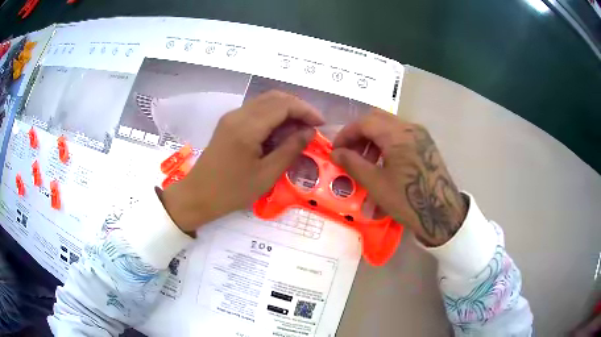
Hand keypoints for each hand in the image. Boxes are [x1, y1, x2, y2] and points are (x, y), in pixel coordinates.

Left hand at [161, 91, 323, 232]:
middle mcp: (239, 114)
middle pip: (274, 97)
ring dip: (285, 110)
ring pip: (265, 101)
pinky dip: (272, 115)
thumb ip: (290, 149)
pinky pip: (255, 110)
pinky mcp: (228, 123)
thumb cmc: (232, 191)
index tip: (321, 124)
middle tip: (312, 125)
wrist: (198, 195)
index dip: (306, 110)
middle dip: (297, 107)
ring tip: (299, 128)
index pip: (283, 105)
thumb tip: (309, 132)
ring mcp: (231, 117)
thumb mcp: (267, 174)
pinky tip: (280, 131)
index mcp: (248, 127)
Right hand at [331, 110, 466, 246]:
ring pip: (389, 127)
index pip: (365, 122)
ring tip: (364, 162)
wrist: (442, 214)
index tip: (336, 150)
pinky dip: (386, 145)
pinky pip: (401, 137)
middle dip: (359, 135)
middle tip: (348, 153)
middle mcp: (410, 128)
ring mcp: (420, 135)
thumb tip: (335, 153)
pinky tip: (382, 165)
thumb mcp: (376, 183)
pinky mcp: (426, 145)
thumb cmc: (408, 200)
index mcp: (398, 134)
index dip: (346, 134)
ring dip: (372, 140)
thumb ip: (353, 163)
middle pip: (377, 120)